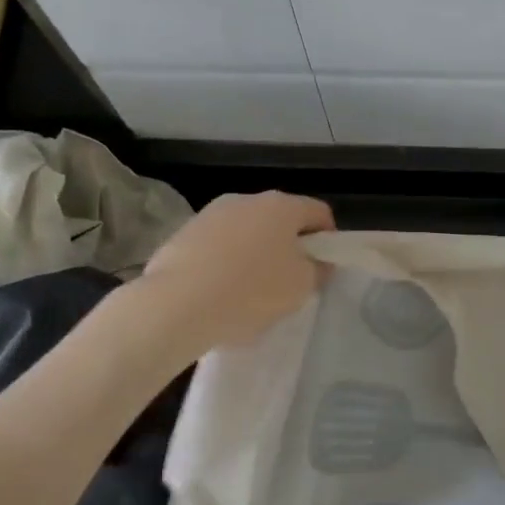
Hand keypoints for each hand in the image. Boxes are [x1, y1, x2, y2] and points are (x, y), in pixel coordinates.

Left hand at [140, 191, 335, 349]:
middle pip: (281, 219)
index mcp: (282, 206)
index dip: (328, 239)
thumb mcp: (301, 287)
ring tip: (250, 290)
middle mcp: (247, 199)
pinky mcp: (183, 233)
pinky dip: (225, 262)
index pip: (319, 212)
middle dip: (289, 246)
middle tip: (289, 281)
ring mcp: (211, 214)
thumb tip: (317, 262)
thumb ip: (318, 270)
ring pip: (247, 231)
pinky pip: (218, 245)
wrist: (176, 305)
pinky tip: (220, 292)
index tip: (323, 267)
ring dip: (255, 253)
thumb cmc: (251, 291)